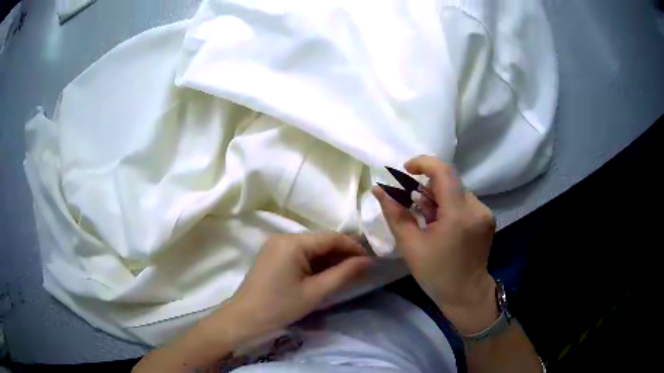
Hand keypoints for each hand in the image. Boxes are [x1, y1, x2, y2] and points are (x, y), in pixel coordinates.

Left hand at [225, 232, 371, 339]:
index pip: (331, 237)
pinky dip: (315, 262)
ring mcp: (276, 245)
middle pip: (321, 240)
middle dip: (342, 252)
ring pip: (311, 247)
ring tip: (348, 270)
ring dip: (329, 257)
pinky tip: (326, 272)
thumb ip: (343, 274)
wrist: (245, 319)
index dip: (353, 246)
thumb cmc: (280, 307)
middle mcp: (284, 237)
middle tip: (362, 266)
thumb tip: (367, 261)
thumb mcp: (315, 292)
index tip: (370, 260)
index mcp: (293, 242)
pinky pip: (300, 253)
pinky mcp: (273, 254)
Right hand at [373, 155, 497, 333]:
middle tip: (413, 208)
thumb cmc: (436, 274)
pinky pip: (464, 202)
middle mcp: (476, 207)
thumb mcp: (410, 245)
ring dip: (438, 199)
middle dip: (427, 188)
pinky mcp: (487, 218)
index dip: (423, 163)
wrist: (466, 294)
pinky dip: (449, 207)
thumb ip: (395, 214)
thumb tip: (378, 189)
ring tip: (428, 221)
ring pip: (456, 191)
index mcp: (458, 214)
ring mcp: (485, 213)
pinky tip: (442, 226)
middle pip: (449, 182)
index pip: (443, 171)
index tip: (406, 170)